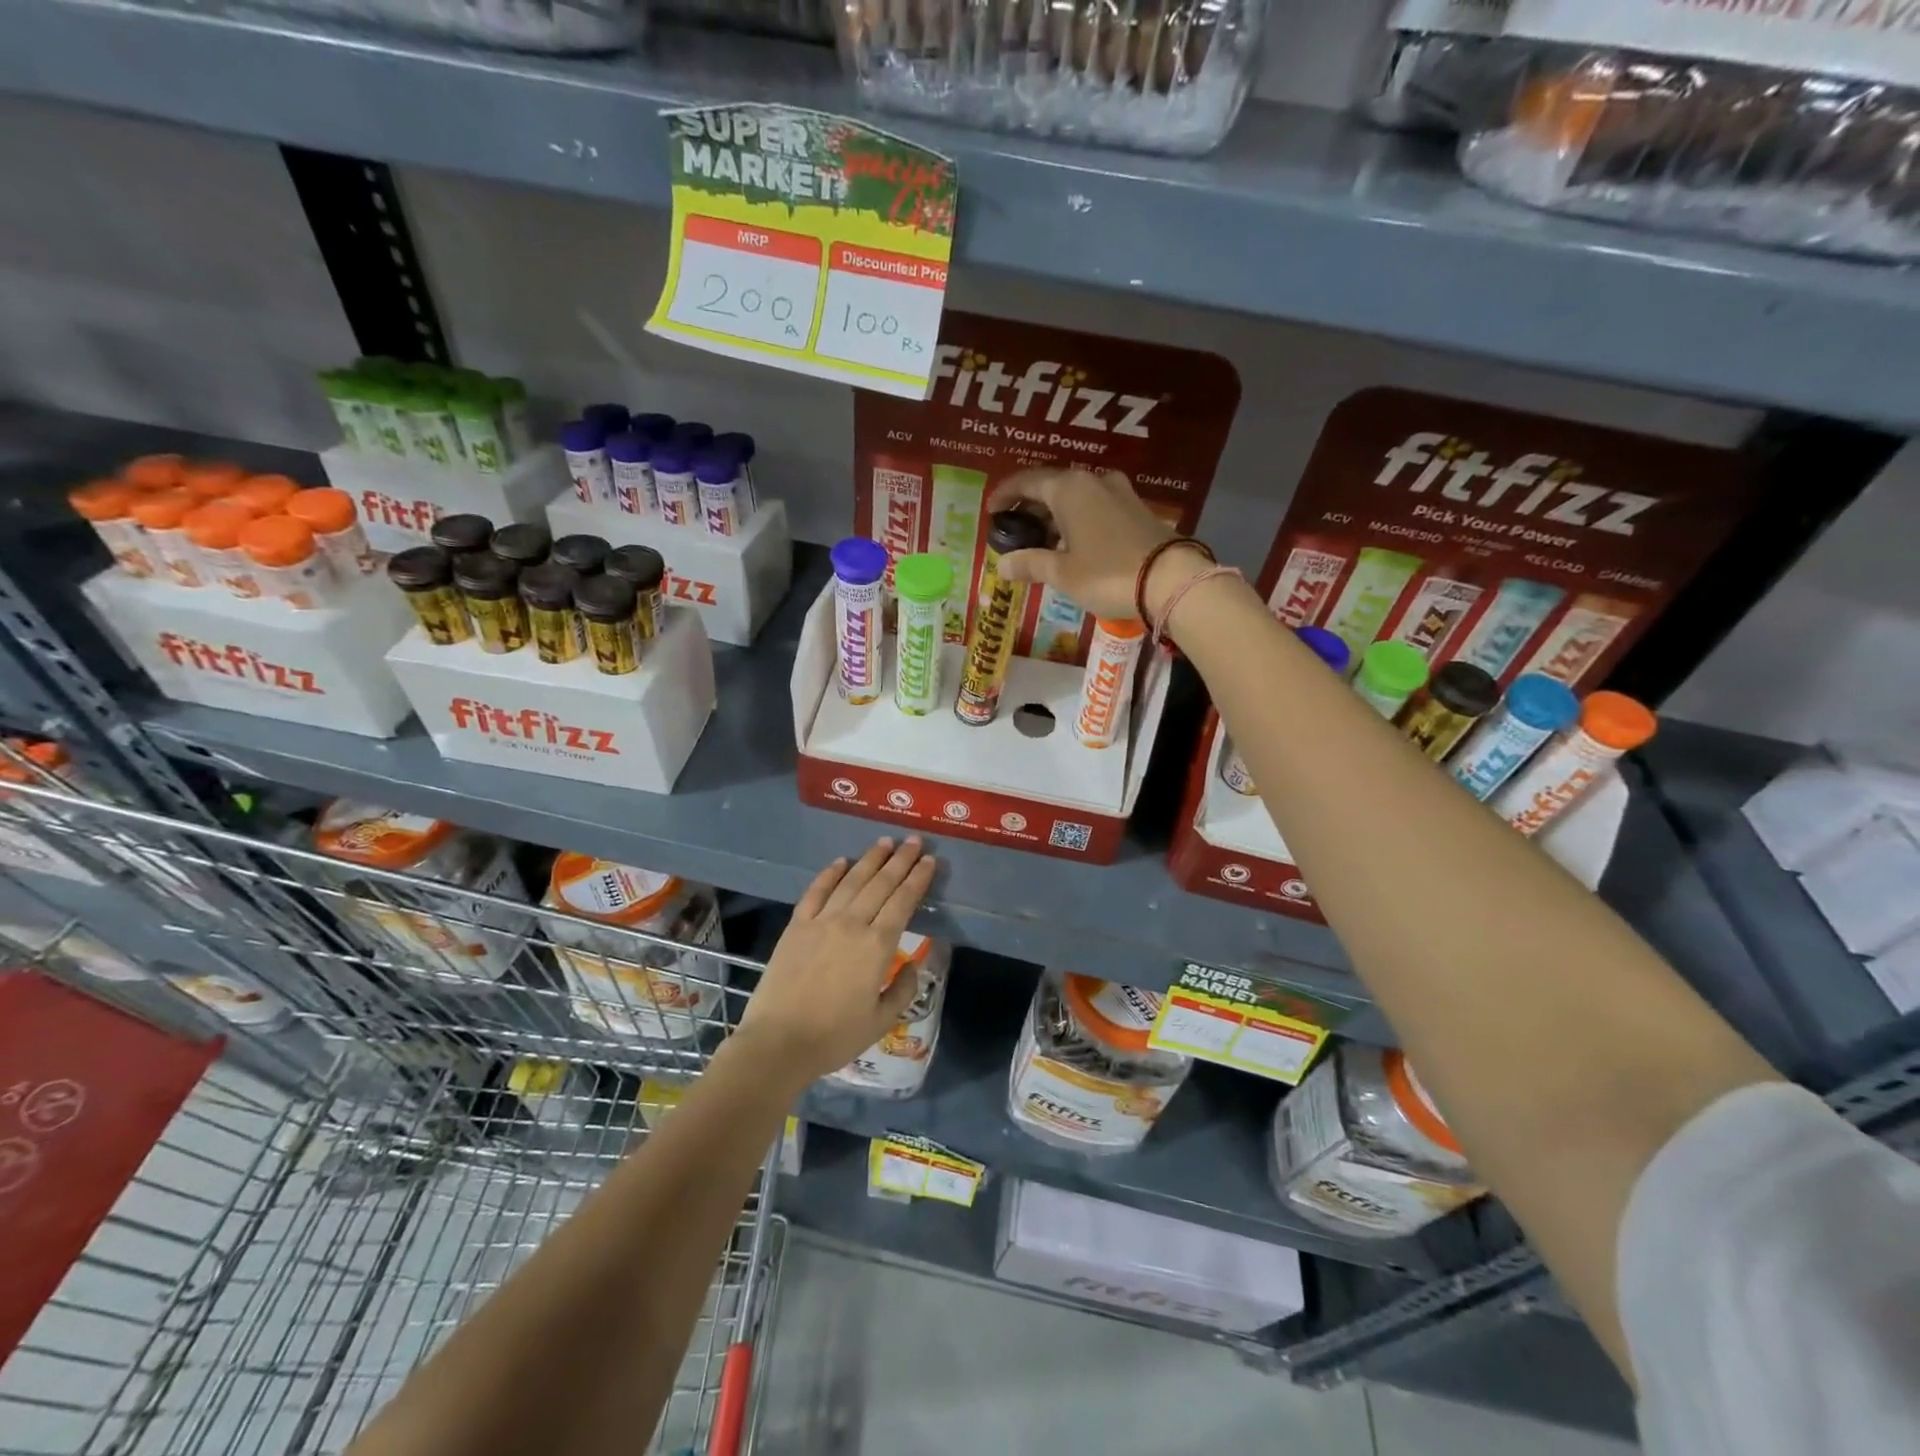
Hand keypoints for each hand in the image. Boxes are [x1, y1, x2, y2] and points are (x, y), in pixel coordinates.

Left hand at [735, 837, 936, 1086]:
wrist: (779, 1042)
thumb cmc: (834, 1036)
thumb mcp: (881, 1021)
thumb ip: (903, 990)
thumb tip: (914, 964)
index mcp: (877, 946)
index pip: (903, 902)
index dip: (918, 879)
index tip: (930, 861)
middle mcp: (852, 924)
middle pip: (881, 884)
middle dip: (901, 860)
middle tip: (914, 840)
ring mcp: (821, 921)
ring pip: (851, 881)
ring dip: (870, 859)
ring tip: (884, 842)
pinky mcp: (796, 925)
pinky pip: (816, 891)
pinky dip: (830, 874)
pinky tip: (841, 862)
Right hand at [986, 467, 1211, 625]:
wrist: (1171, 580)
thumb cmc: (1107, 573)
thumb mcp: (1062, 573)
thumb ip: (1029, 564)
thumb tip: (1001, 565)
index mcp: (1068, 488)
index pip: (1027, 481)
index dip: (1005, 495)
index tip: (991, 511)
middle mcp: (1093, 480)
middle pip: (1051, 486)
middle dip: (1030, 507)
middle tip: (1014, 529)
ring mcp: (1118, 492)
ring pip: (1076, 496)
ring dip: (1055, 515)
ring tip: (1041, 541)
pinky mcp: (1136, 508)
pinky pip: (1095, 506)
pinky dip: (1077, 519)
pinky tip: (1073, 543)